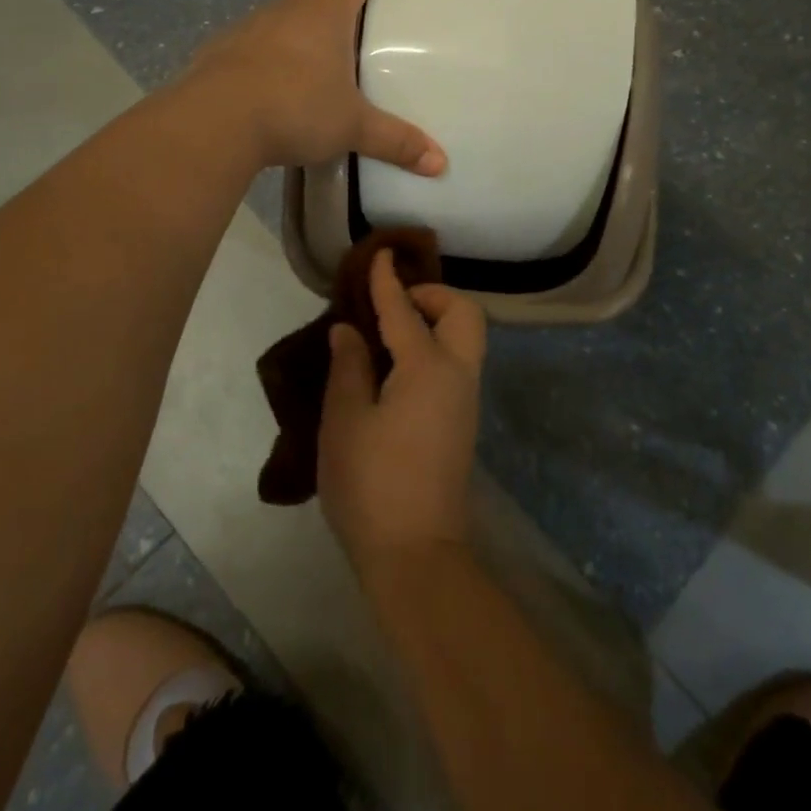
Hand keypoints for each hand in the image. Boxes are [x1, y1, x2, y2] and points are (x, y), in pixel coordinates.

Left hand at [188, 0, 447, 174]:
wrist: (211, 123)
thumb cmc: (292, 110)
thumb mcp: (350, 127)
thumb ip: (395, 141)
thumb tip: (439, 164)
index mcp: (326, 10)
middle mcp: (290, 5)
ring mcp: (256, 23)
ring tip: (336, 9)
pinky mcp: (230, 45)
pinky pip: (268, 23)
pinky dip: (289, 24)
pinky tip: (292, 54)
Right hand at [317, 249, 486, 572]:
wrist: (416, 556)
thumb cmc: (371, 485)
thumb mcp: (344, 422)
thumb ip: (349, 367)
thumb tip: (349, 330)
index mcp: (427, 367)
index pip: (405, 309)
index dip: (388, 280)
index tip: (379, 254)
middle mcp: (457, 374)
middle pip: (463, 312)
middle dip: (432, 296)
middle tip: (392, 306)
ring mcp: (465, 399)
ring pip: (465, 337)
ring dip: (435, 320)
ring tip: (389, 334)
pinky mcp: (463, 421)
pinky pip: (457, 361)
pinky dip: (435, 345)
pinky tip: (397, 367)